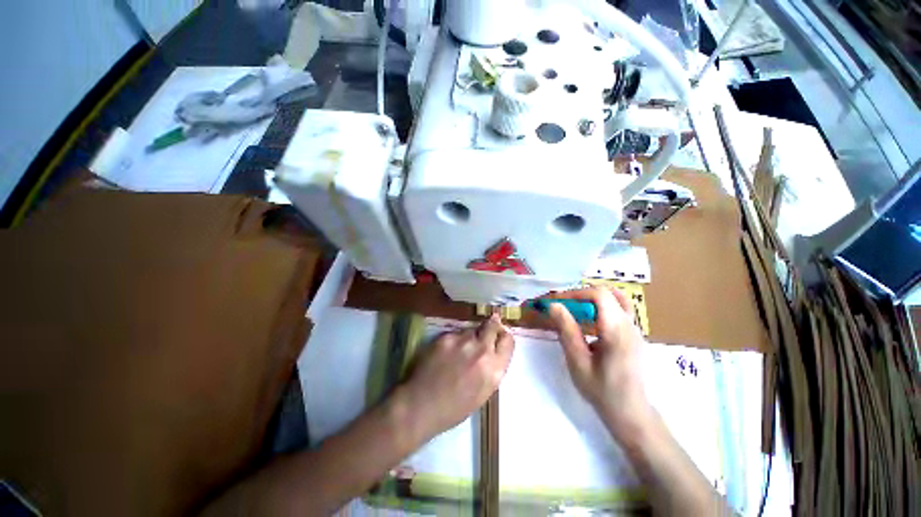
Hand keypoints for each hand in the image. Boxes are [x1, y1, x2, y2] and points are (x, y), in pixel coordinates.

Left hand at [396, 315, 514, 441]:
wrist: (420, 406)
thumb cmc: (453, 408)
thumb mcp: (483, 392)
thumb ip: (492, 368)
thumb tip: (493, 350)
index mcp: (494, 370)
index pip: (508, 341)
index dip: (503, 336)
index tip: (498, 336)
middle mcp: (482, 351)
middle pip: (492, 325)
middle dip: (491, 326)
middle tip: (484, 331)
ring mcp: (463, 341)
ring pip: (472, 329)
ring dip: (470, 336)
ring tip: (459, 350)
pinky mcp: (446, 337)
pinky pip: (455, 333)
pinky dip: (454, 340)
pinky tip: (445, 353)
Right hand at [546, 287, 651, 439]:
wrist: (631, 414)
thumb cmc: (602, 391)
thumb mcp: (578, 362)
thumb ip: (567, 330)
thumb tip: (553, 306)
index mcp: (617, 330)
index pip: (599, 295)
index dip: (575, 293)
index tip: (556, 302)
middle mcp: (629, 324)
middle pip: (607, 293)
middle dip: (581, 295)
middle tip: (563, 306)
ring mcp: (635, 329)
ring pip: (615, 299)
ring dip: (591, 300)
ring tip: (574, 311)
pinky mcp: (633, 334)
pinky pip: (618, 309)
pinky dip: (600, 307)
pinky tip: (588, 323)